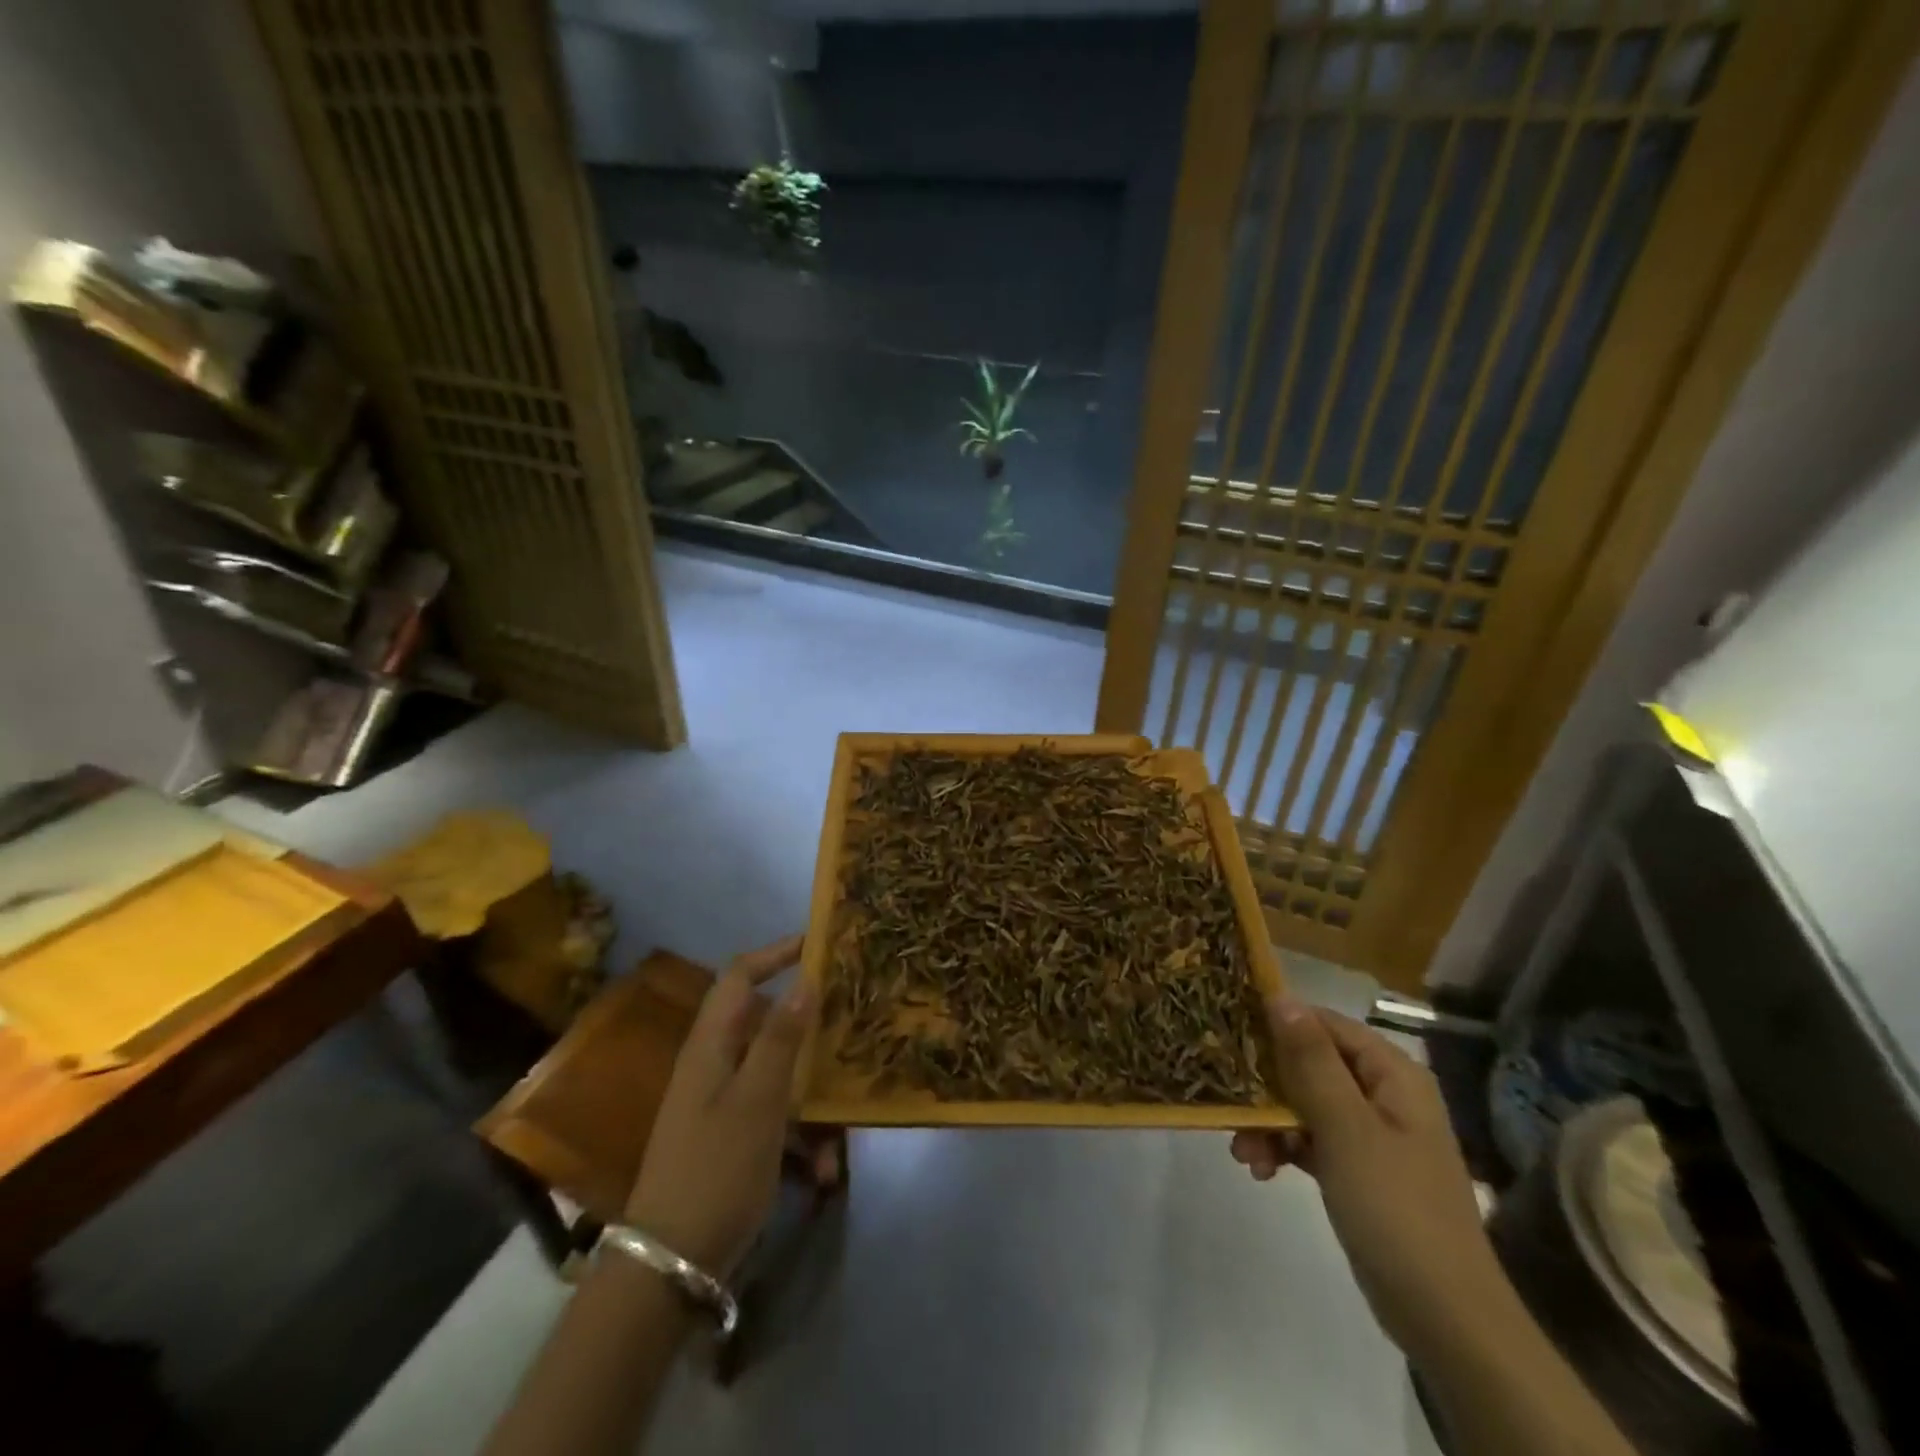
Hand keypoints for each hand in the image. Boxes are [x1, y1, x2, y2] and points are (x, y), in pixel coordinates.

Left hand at [624, 935, 817, 1276]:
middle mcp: (714, 1065)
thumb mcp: (758, 1100)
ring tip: (844, 1124)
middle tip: (851, 1022)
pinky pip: (775, 1117)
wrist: (670, 1265)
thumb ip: (781, 1038)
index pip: (740, 977)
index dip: (775, 954)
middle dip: (808, 1026)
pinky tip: (824, 1170)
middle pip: (766, 1023)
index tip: (818, 944)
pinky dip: (801, 1135)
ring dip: (811, 1094)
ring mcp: (722, 1103)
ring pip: (778, 1074)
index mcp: (711, 1045)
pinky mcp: (731, 1138)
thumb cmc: (716, 1169)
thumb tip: (804, 979)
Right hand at [1232, 999, 1507, 1359]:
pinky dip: (1284, 1148)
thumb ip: (1310, 1059)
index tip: (1229, 1033)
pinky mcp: (1359, 1170)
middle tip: (1228, 1101)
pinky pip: (1311, 1139)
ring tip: (1241, 1151)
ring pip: (1305, 1103)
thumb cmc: (1395, 1208)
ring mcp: (1372, 1134)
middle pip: (1310, 1063)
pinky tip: (1260, 1169)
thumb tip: (1280, 996)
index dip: (1278, 1023)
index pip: (1324, 1024)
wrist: (1446, 1319)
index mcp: (1392, 1074)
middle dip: (1266, 1084)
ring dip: (1269, 1121)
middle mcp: (1384, 1094)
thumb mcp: (1345, 1127)